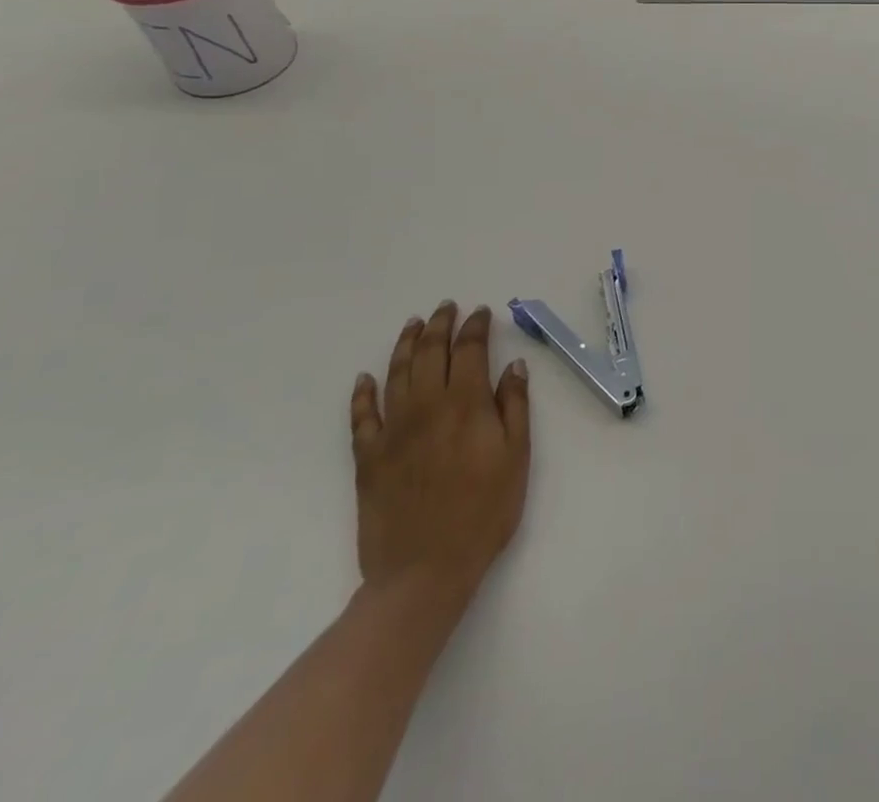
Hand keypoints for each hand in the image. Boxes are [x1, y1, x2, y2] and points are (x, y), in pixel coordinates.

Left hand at [349, 302, 531, 610]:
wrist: (424, 571)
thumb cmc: (484, 512)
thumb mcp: (517, 457)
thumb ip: (515, 406)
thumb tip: (513, 365)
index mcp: (466, 404)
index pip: (470, 350)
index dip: (475, 326)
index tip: (481, 313)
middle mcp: (427, 407)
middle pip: (430, 353)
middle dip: (440, 325)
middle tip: (446, 307)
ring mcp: (392, 431)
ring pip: (396, 374)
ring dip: (405, 345)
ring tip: (413, 325)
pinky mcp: (368, 458)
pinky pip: (361, 417)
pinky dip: (363, 393)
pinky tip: (366, 378)